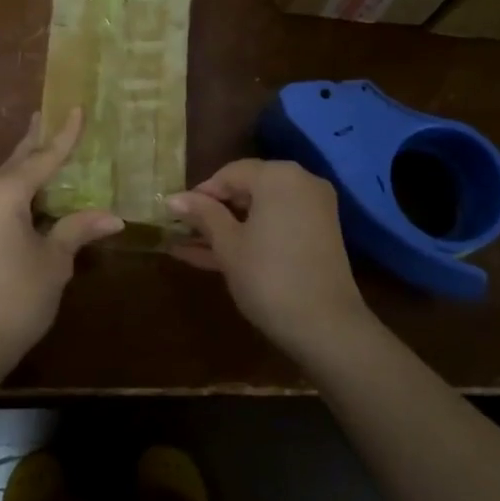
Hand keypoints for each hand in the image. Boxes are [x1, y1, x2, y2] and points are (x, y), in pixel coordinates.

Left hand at [0, 109, 122, 376]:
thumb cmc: (14, 298)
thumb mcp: (54, 262)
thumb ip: (78, 230)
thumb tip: (114, 217)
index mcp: (4, 194)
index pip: (42, 157)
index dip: (64, 135)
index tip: (77, 108)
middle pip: (16, 161)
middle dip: (35, 140)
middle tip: (49, 115)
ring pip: (4, 180)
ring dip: (25, 165)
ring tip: (42, 146)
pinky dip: (17, 189)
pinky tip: (29, 193)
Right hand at [166, 159, 371, 356]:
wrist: (326, 327)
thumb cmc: (268, 277)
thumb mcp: (228, 245)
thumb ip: (202, 215)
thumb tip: (173, 198)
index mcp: (278, 176)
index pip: (229, 173)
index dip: (200, 194)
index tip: (177, 216)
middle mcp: (300, 182)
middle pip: (246, 189)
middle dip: (212, 212)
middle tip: (182, 231)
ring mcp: (312, 210)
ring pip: (259, 212)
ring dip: (226, 228)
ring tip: (186, 246)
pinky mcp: (316, 236)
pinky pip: (275, 226)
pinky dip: (250, 237)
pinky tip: (211, 256)